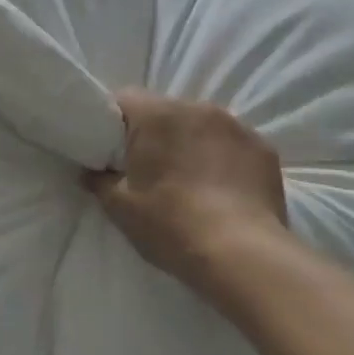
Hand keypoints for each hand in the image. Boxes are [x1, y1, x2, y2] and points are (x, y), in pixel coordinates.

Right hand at [84, 90, 288, 295]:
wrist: (242, 255)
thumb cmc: (171, 225)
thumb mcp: (121, 208)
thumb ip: (99, 182)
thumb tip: (89, 172)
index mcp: (157, 115)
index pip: (124, 99)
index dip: (114, 122)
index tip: (112, 149)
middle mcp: (197, 108)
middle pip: (166, 111)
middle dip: (157, 133)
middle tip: (151, 169)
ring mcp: (236, 125)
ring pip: (202, 125)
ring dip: (193, 143)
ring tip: (192, 181)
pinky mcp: (264, 147)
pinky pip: (234, 144)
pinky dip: (226, 158)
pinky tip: (224, 189)